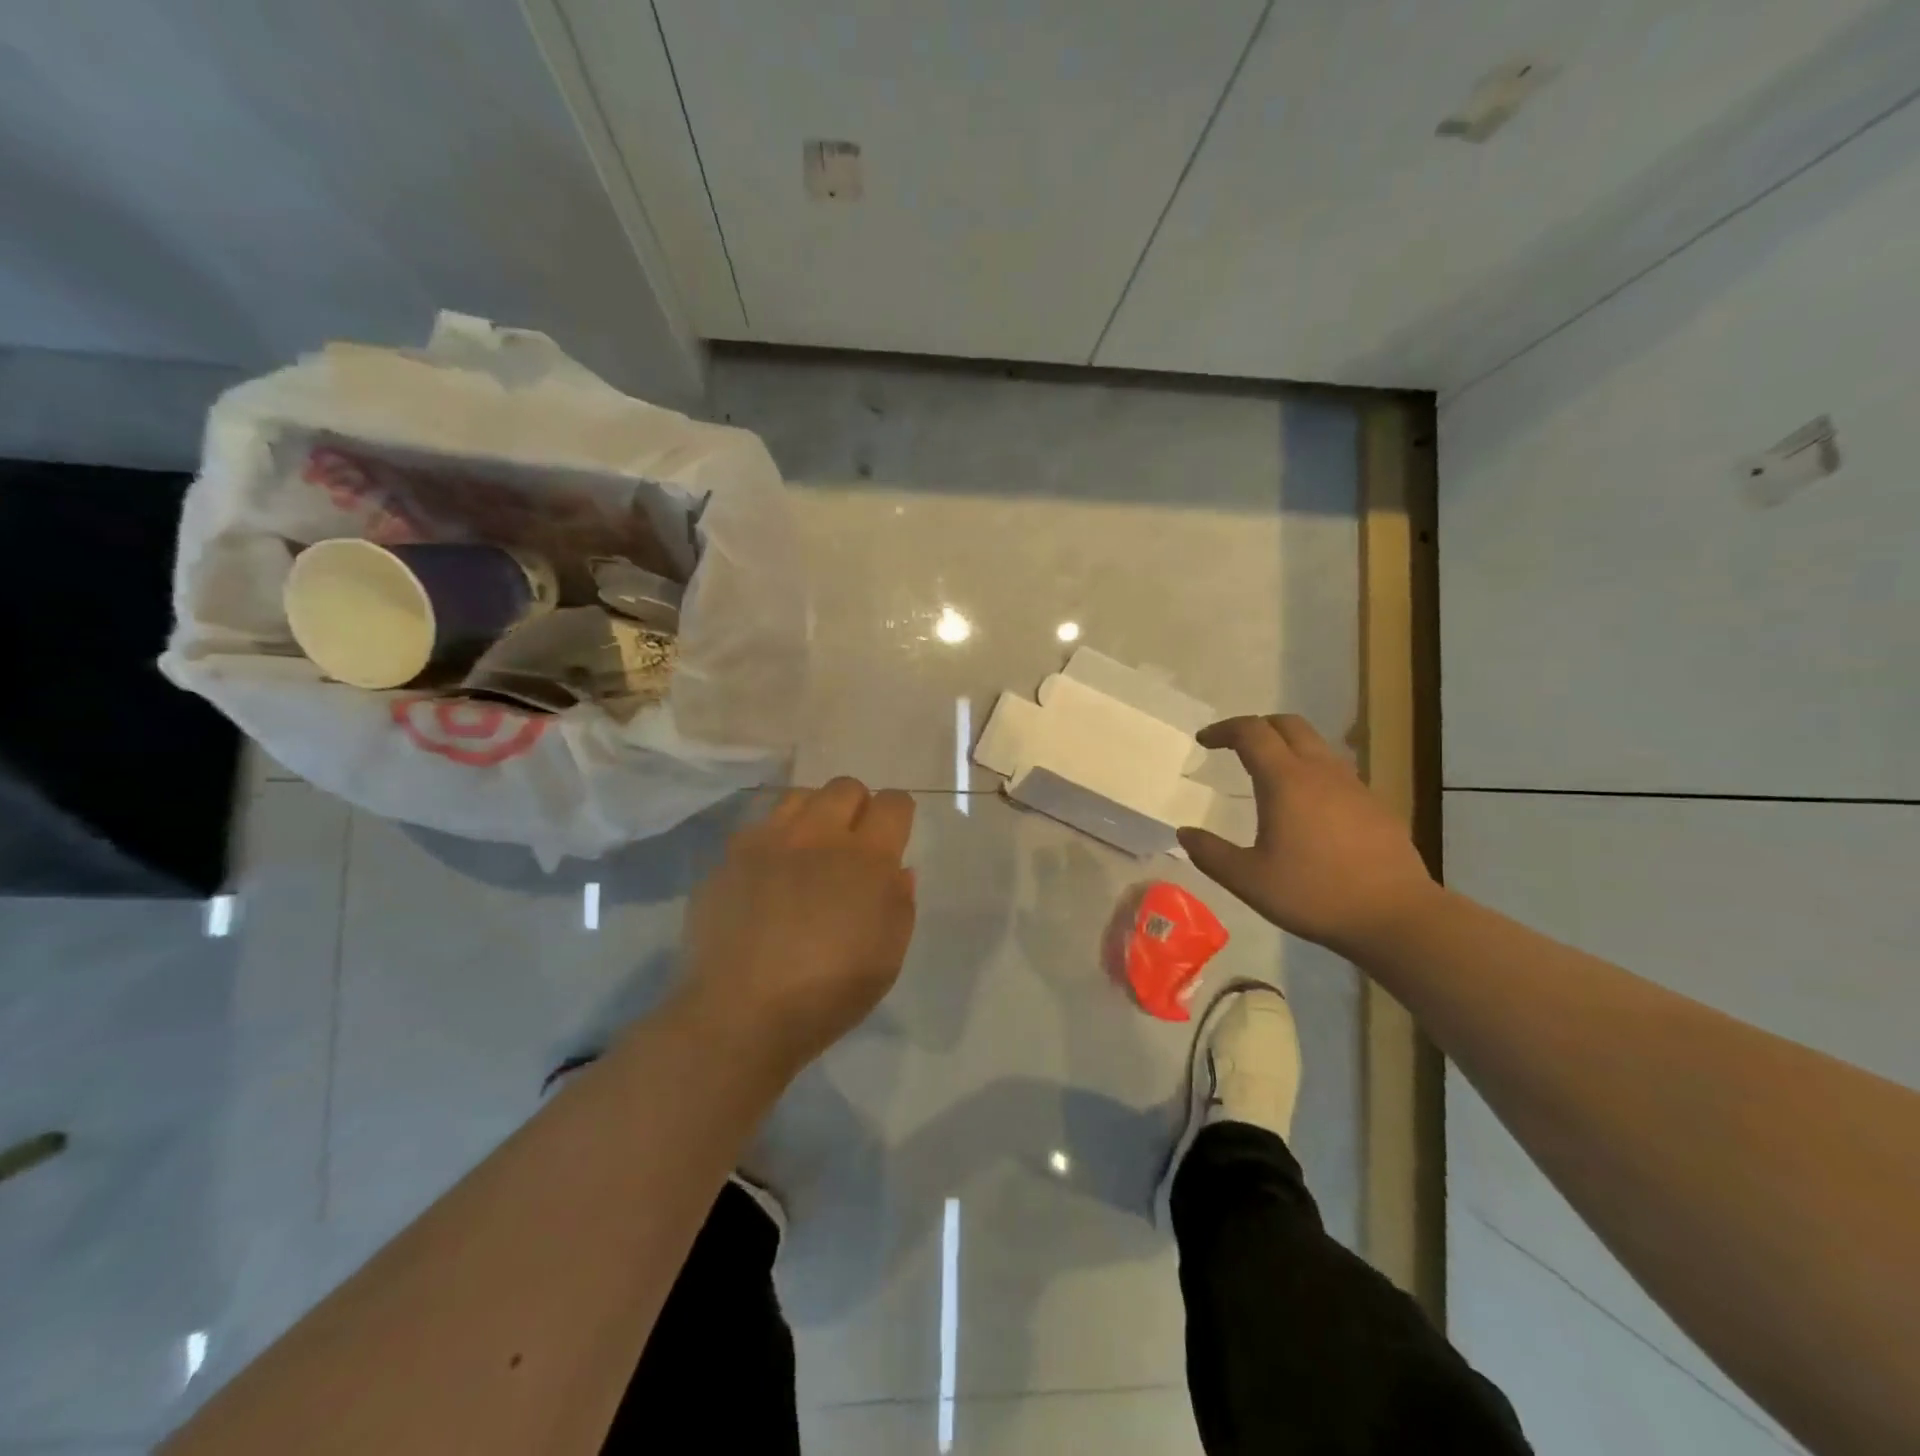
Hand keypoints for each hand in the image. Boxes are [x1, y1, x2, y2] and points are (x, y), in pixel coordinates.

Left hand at [679, 777, 916, 1074]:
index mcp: (866, 858)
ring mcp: (769, 841)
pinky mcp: (730, 856)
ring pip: (799, 796)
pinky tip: (769, 873)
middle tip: (852, 845)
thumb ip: (900, 903)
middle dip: (857, 807)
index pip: (893, 803)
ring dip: (814, 814)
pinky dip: (773, 838)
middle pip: (846, 787)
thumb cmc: (828, 994)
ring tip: (810, 849)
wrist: (740, 1014)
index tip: (893, 836)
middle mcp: (819, 835)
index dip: (898, 814)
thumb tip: (897, 868)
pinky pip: (759, 825)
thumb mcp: (888, 957)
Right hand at [1178, 715, 1437, 953]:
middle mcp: (1320, 772)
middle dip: (1257, 727)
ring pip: (1316, 746)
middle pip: (1288, 725)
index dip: (1224, 729)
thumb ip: (1211, 853)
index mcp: (1285, 781)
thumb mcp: (1248, 880)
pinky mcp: (1375, 805)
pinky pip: (1337, 772)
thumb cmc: (1314, 894)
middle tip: (1235, 746)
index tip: (1204, 741)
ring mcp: (1354, 786)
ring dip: (1288, 747)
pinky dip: (1313, 772)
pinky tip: (1309, 808)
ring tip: (1269, 774)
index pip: (1251, 732)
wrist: (1396, 915)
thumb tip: (1184, 833)